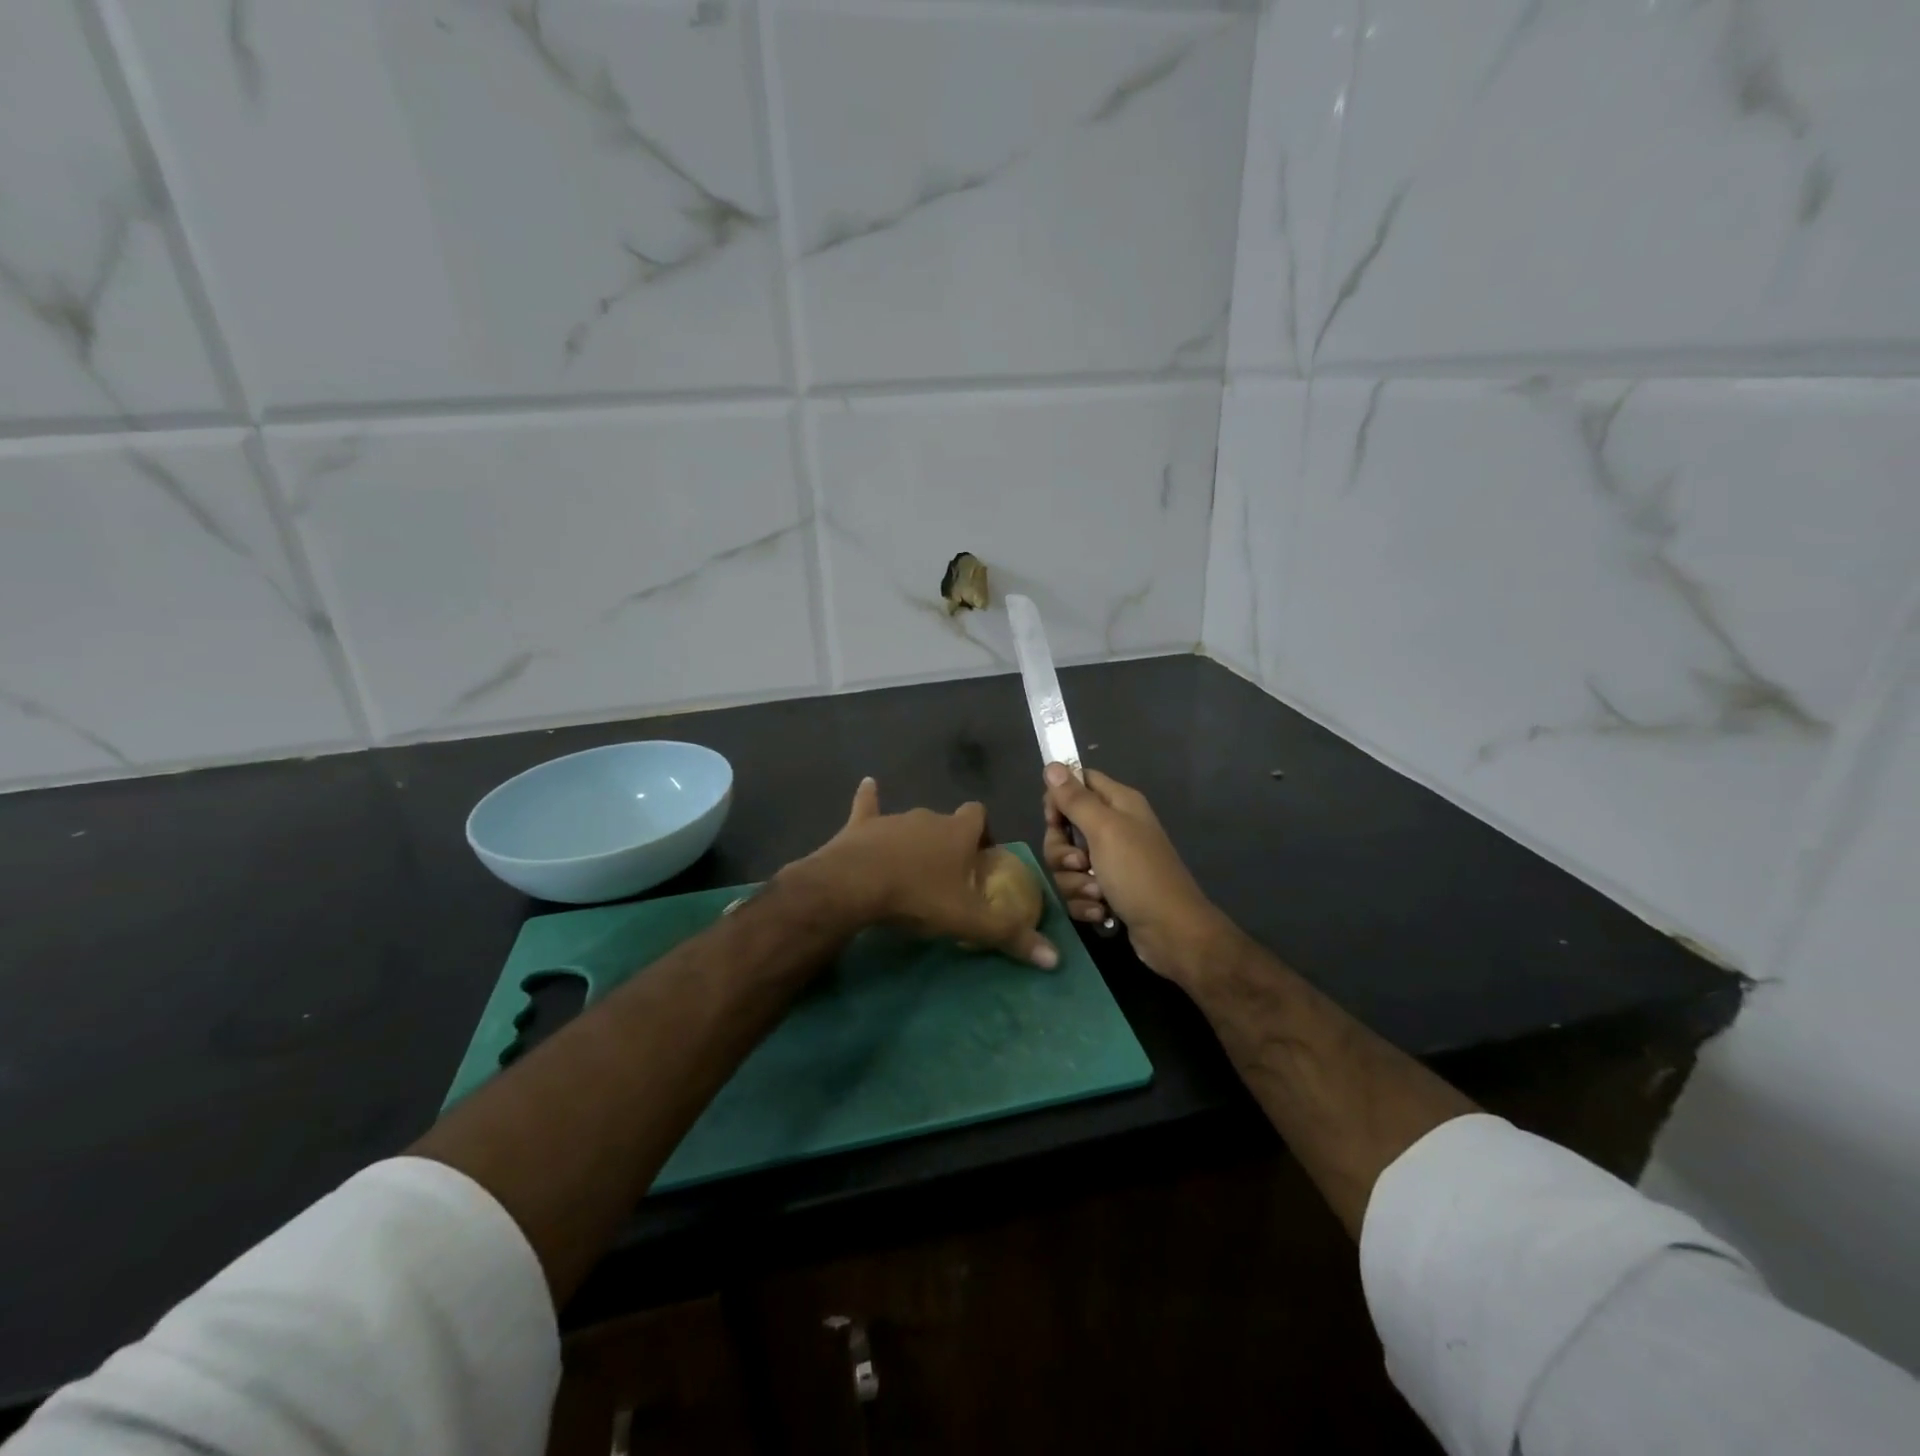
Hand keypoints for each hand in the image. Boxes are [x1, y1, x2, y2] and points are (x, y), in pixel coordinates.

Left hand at [785, 778, 1058, 968]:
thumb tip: (1054, 958)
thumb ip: (1009, 934)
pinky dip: (869, 798)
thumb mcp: (968, 921)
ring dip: (914, 838)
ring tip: (911, 866)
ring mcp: (893, 819)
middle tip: (947, 873)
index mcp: (957, 832)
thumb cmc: (918, 897)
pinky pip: (868, 805)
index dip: (983, 831)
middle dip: (949, 841)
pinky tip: (868, 784)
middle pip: (945, 822)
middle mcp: (928, 817)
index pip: (979, 816)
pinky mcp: (861, 825)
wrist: (856, 885)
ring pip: (911, 822)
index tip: (981, 855)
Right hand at [1043, 764, 1227, 981]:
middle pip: (1065, 829)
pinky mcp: (1108, 892)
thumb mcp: (1104, 830)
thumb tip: (1051, 764)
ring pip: (1068, 864)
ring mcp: (1111, 863)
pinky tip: (1102, 911)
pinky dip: (1085, 902)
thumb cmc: (1139, 874)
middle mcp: (1114, 828)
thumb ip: (1075, 799)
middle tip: (1080, 863)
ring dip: (1076, 882)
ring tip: (1097, 893)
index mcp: (1118, 804)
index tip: (1053, 820)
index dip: (1059, 799)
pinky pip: (1078, 890)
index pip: (1079, 782)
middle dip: (1063, 852)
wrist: (1171, 933)